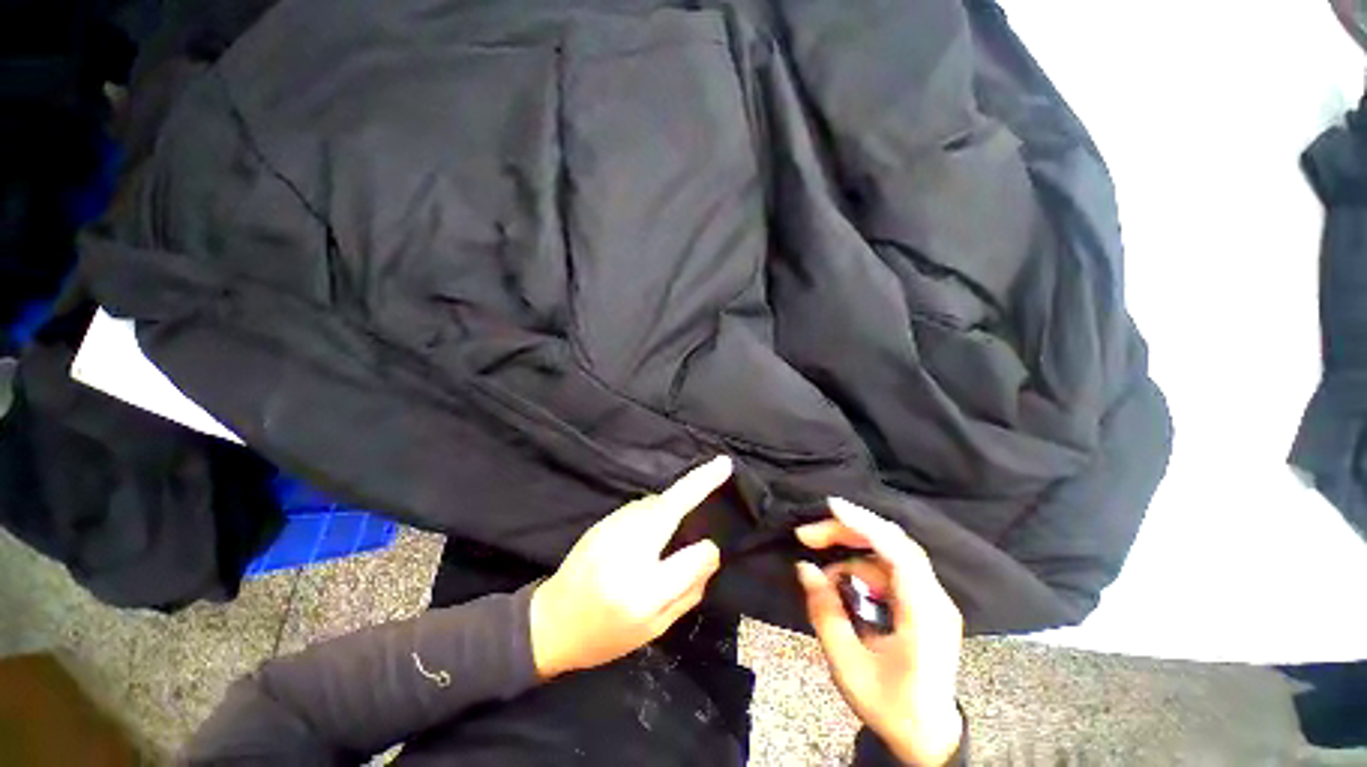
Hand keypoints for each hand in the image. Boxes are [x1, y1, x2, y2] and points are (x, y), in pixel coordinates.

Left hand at [529, 456, 731, 678]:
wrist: (550, 623)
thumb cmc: (604, 636)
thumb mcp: (652, 629)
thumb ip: (686, 592)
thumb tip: (708, 554)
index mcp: (643, 592)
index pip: (692, 559)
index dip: (708, 553)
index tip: (714, 550)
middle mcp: (627, 551)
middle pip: (670, 507)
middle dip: (698, 482)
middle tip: (722, 464)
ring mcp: (612, 530)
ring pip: (655, 502)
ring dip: (677, 496)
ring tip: (696, 491)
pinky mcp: (604, 521)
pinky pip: (641, 506)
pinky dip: (659, 505)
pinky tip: (661, 517)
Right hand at [795, 497, 963, 766]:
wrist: (928, 738)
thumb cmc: (891, 706)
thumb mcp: (848, 665)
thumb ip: (825, 612)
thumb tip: (805, 568)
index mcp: (924, 614)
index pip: (898, 552)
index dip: (864, 524)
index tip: (830, 507)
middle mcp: (934, 598)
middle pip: (892, 543)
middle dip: (847, 531)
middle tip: (807, 536)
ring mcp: (931, 598)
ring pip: (889, 552)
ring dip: (850, 549)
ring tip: (819, 565)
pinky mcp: (922, 602)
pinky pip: (889, 569)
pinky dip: (860, 566)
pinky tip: (840, 581)